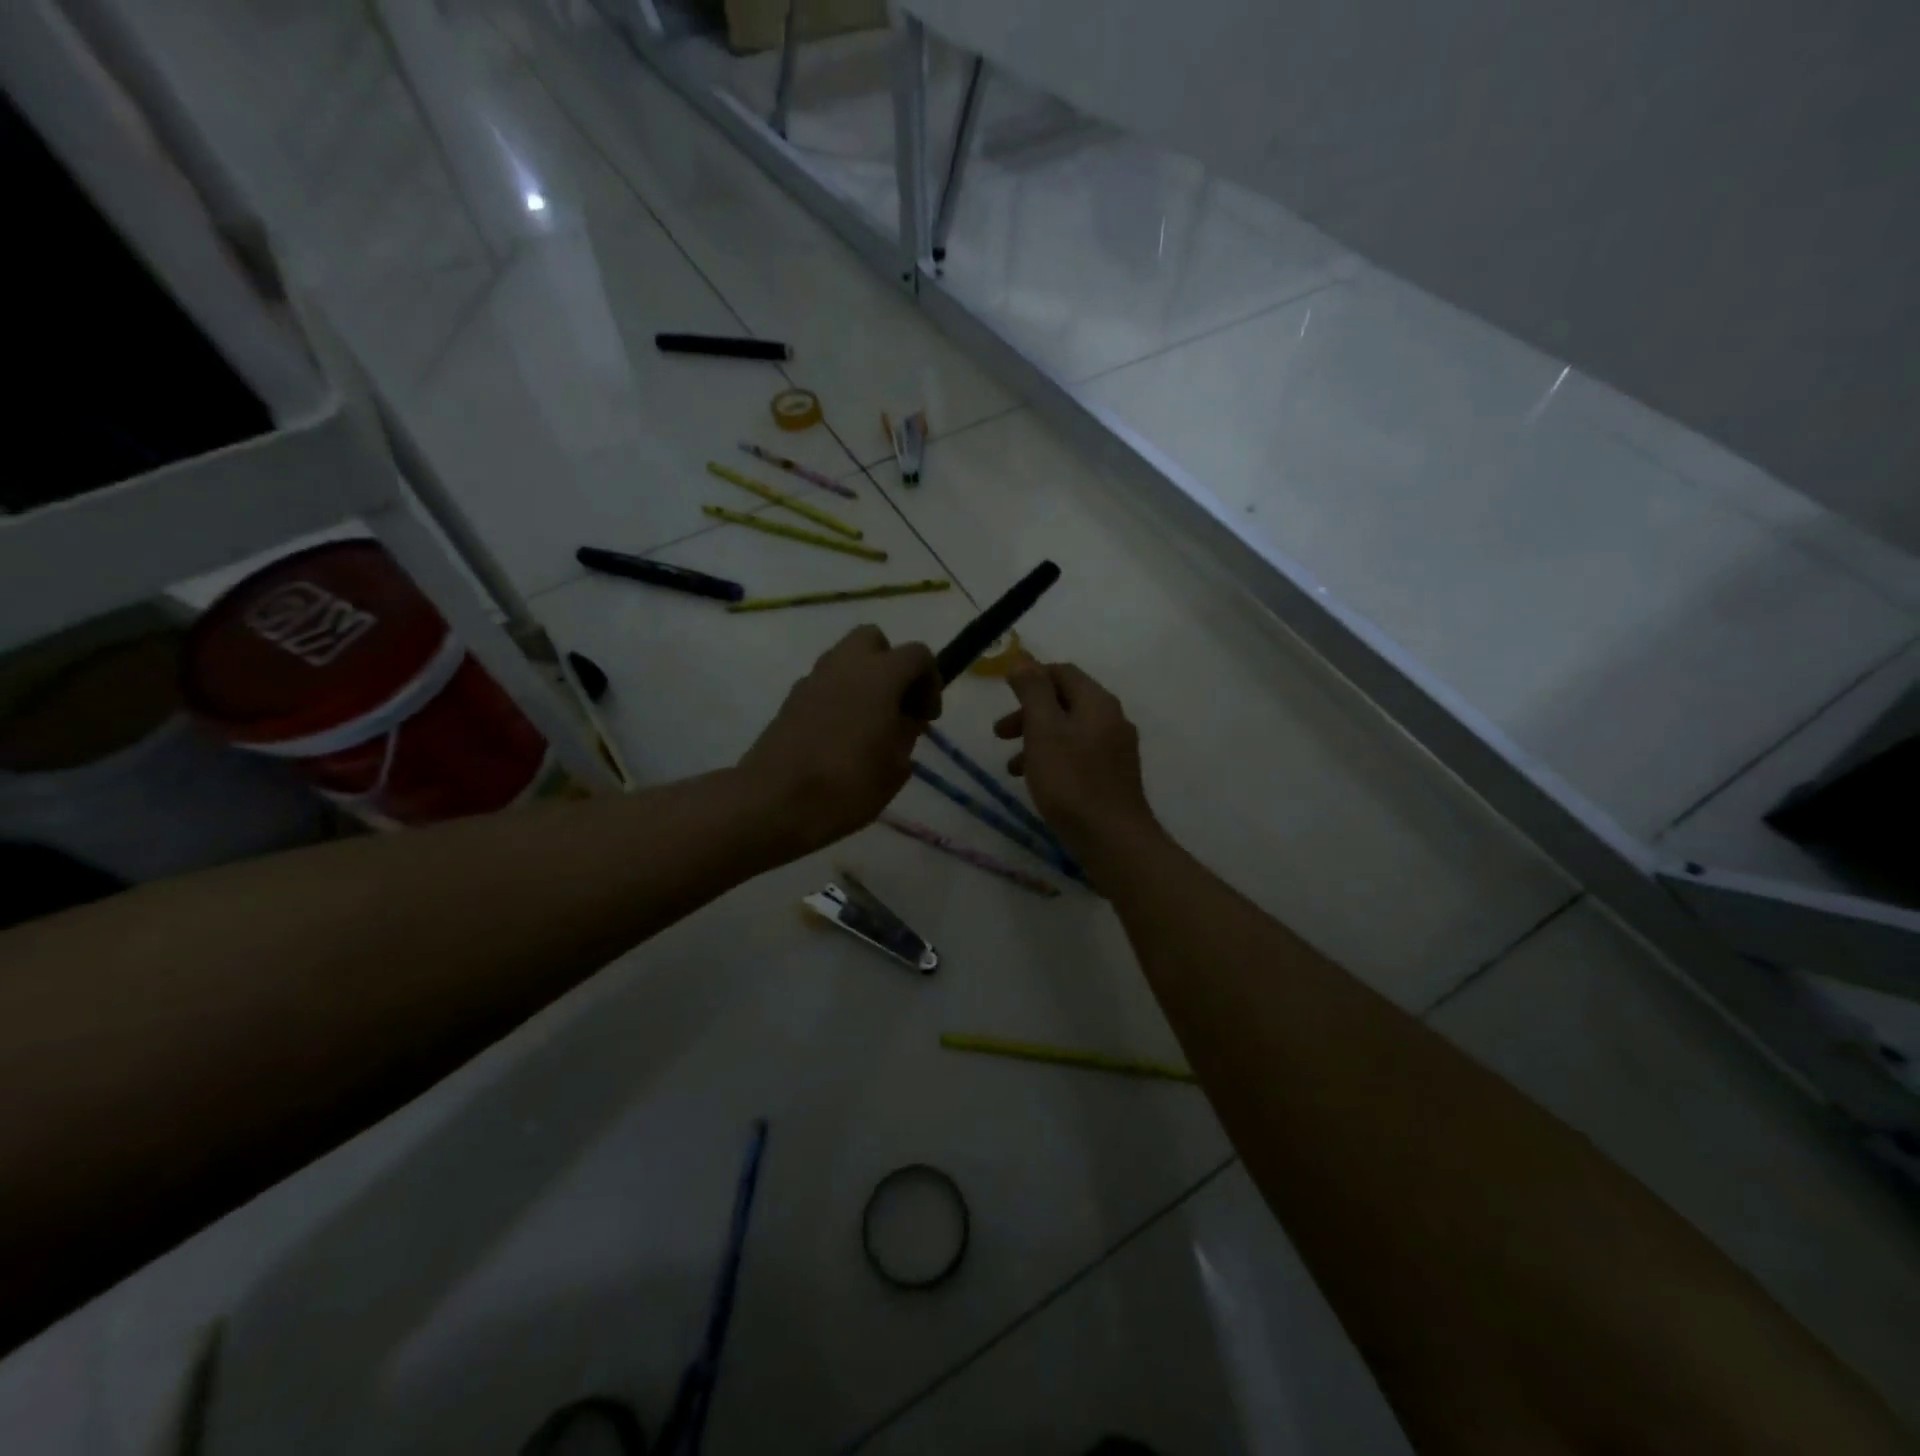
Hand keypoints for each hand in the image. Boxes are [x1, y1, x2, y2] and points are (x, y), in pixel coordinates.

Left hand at [738, 626, 938, 856]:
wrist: (775, 802)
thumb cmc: (848, 784)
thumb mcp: (896, 766)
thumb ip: (907, 732)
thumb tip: (905, 718)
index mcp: (880, 675)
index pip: (917, 654)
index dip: (930, 681)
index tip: (926, 718)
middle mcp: (844, 665)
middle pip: (873, 640)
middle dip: (891, 665)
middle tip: (897, 705)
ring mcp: (812, 679)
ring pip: (845, 659)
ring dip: (863, 680)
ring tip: (869, 723)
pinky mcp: (790, 699)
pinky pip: (824, 683)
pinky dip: (838, 696)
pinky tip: (839, 735)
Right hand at [994, 661, 1158, 865]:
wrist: (1113, 839)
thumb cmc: (1071, 781)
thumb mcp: (1043, 730)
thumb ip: (1033, 691)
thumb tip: (1023, 659)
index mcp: (1097, 702)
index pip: (1062, 672)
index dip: (1031, 678)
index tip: (1003, 695)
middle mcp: (1112, 719)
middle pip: (1065, 702)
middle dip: (1029, 713)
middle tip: (999, 733)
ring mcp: (1116, 749)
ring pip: (1069, 731)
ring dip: (1037, 740)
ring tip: (1011, 767)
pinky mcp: (1113, 776)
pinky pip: (1078, 755)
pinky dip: (1053, 759)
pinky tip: (1038, 783)